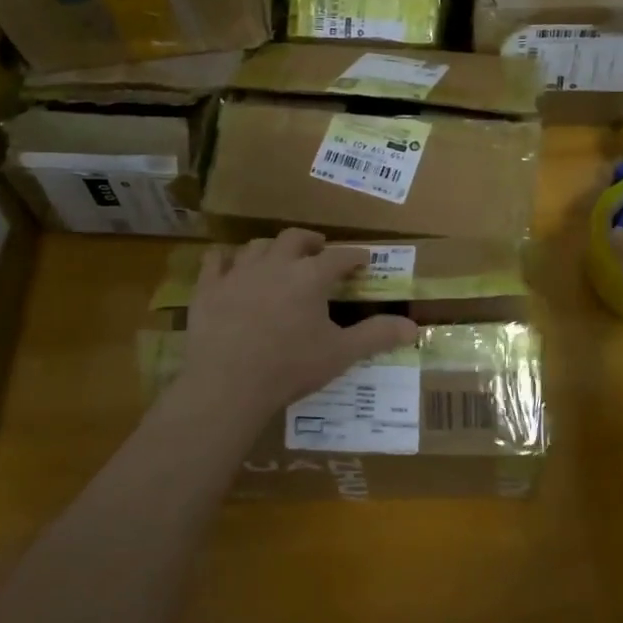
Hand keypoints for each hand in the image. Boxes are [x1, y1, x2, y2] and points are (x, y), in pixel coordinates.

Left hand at [179, 229, 418, 423]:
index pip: (339, 257)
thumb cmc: (289, 368)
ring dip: (272, 248)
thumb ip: (376, 336)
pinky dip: (226, 259)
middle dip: (310, 241)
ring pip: (257, 246)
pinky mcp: (209, 287)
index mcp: (310, 277)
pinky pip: (216, 260)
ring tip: (278, 258)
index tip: (362, 260)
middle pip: (295, 238)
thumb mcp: (340, 354)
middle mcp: (276, 264)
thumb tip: (413, 328)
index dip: (354, 257)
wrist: (227, 384)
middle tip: (318, 249)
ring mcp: (238, 272)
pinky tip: (229, 265)